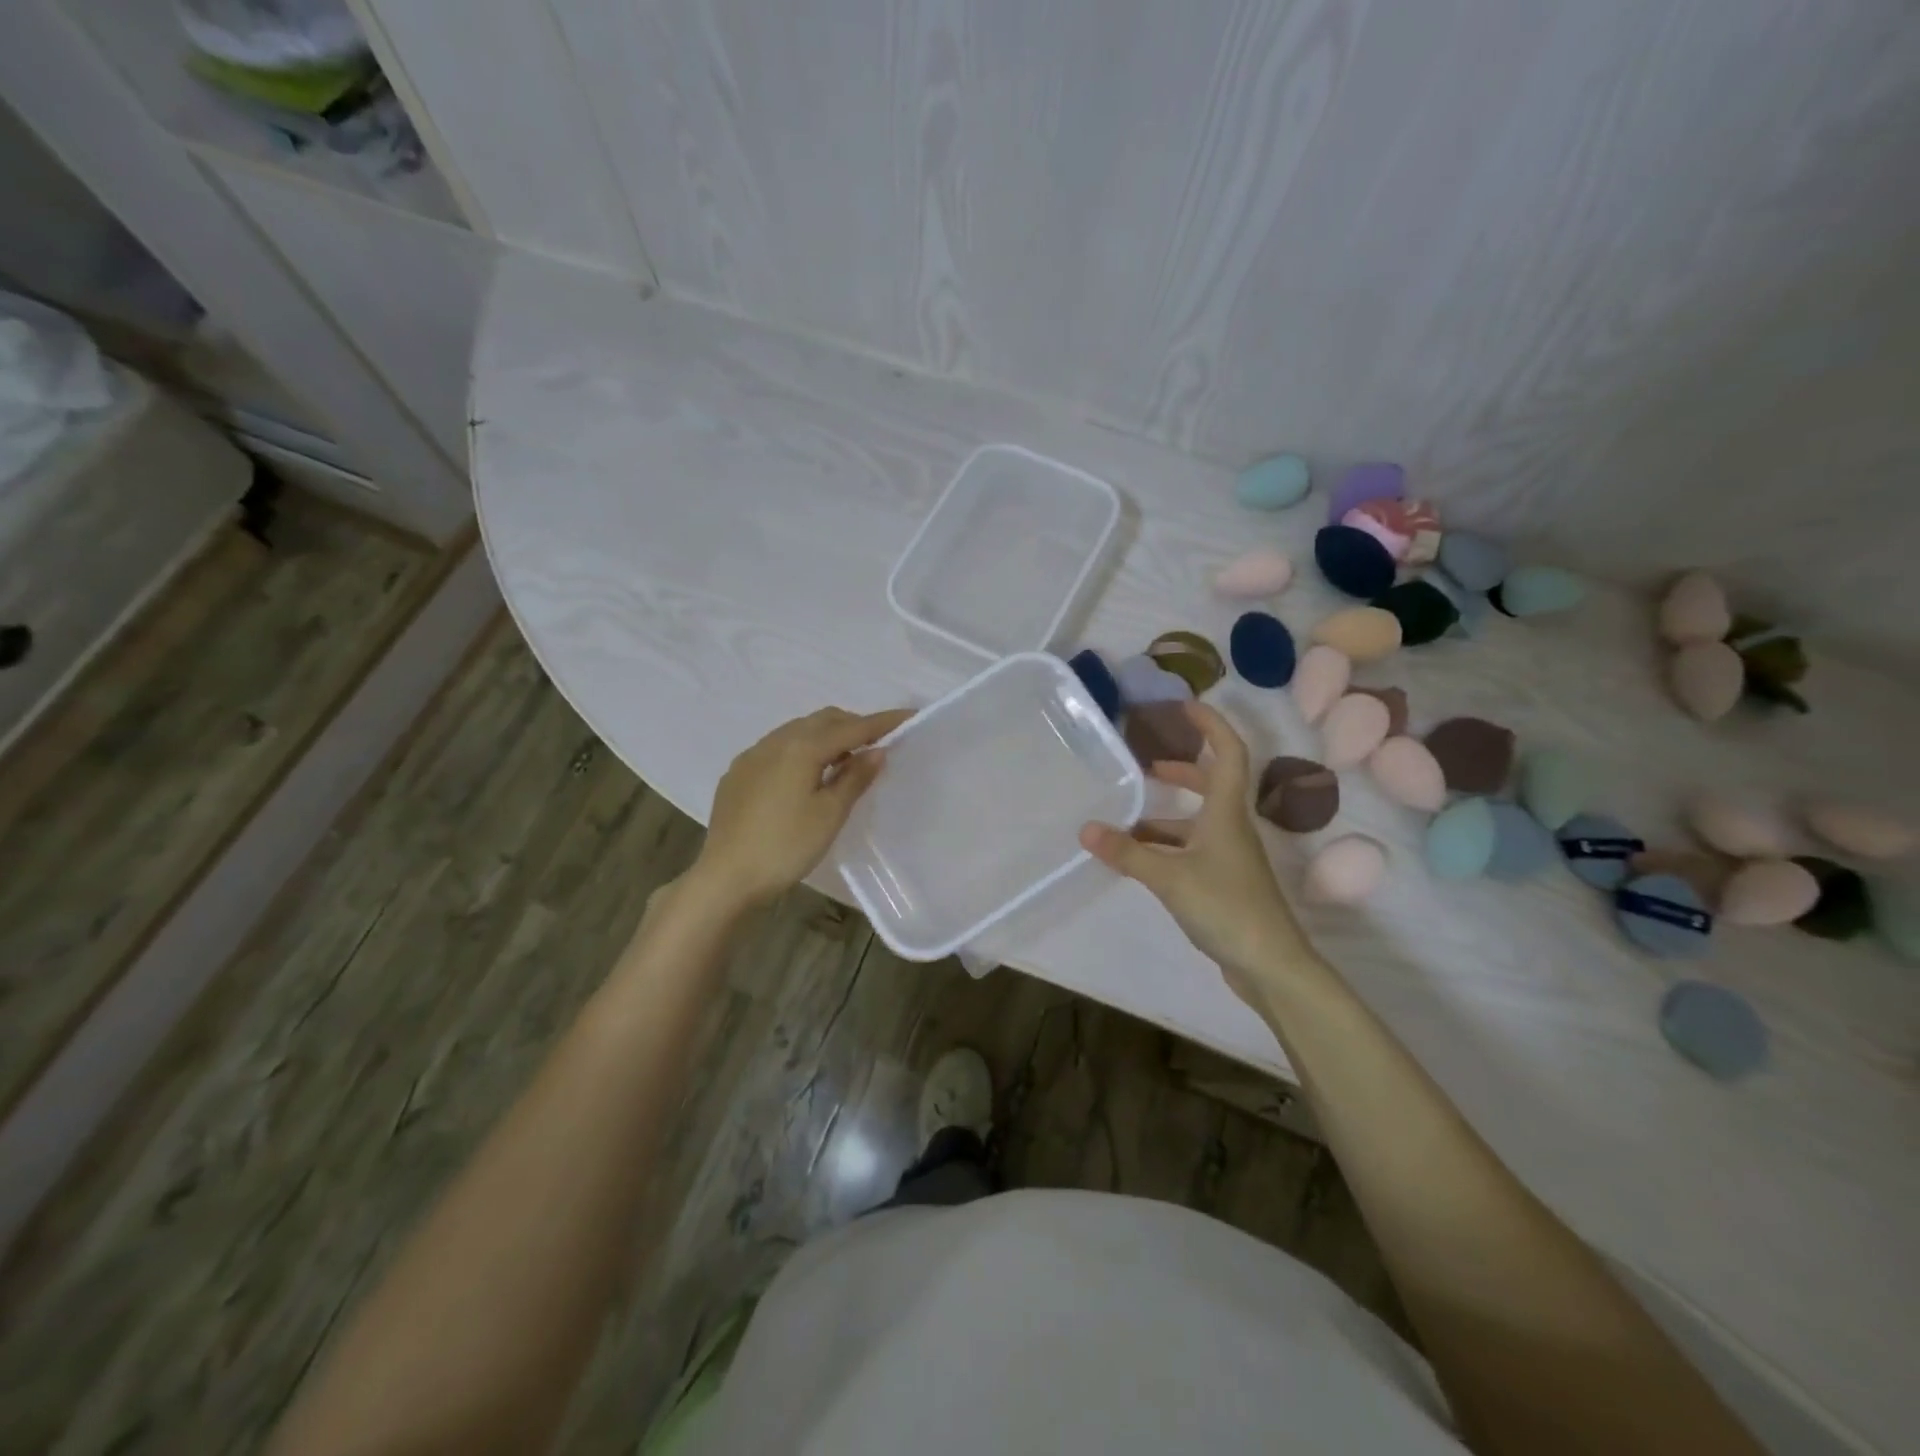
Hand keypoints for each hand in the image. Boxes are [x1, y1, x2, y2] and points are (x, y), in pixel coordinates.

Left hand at [685, 706, 912, 912]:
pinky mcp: (738, 774)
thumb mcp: (829, 815)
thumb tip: (876, 751)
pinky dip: (802, 749)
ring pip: (798, 730)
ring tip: (845, 761)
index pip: (852, 727)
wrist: (725, 877)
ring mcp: (752, 756)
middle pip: (823, 720)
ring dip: (826, 736)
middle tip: (877, 743)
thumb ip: (854, 778)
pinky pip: (777, 748)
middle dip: (853, 725)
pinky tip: (805, 776)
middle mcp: (775, 741)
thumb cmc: (785, 847)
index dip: (883, 722)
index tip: (909, 716)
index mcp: (801, 748)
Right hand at [1079, 703, 1312, 1005]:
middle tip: (1146, 763)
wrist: (1270, 965)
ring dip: (1165, 815)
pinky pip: (1191, 850)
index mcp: (1226, 813)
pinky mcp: (1224, 883)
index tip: (1184, 707)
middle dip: (1181, 769)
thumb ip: (1127, 853)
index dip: (1210, 725)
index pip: (1228, 753)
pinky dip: (1165, 847)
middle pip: (1212, 784)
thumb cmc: (1226, 907)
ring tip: (1125, 818)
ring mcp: (1229, 857)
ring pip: (1196, 822)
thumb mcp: (1169, 877)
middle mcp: (1231, 828)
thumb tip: (1085, 829)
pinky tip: (1139, 859)